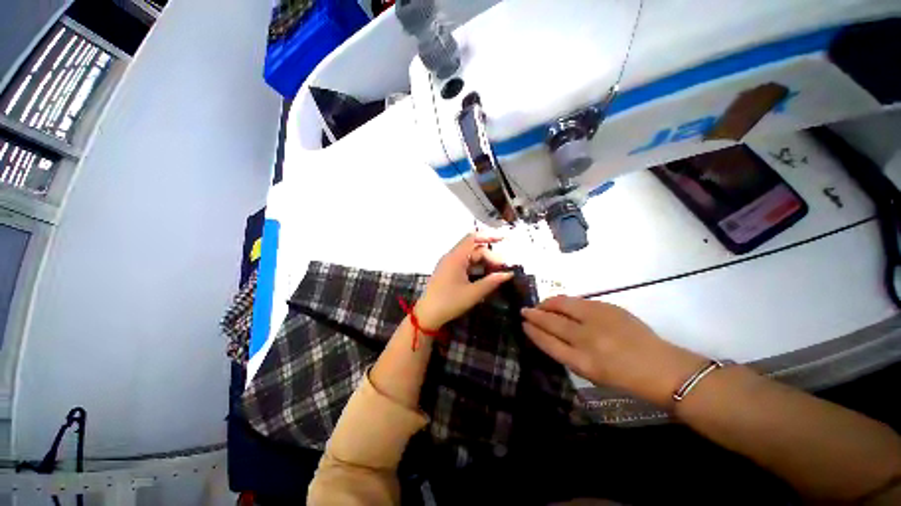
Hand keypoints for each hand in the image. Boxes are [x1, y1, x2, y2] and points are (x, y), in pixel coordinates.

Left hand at [416, 232, 514, 328]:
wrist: (427, 315)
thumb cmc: (450, 302)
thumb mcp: (473, 293)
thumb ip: (492, 282)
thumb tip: (508, 274)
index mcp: (455, 257)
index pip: (473, 238)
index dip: (489, 236)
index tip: (504, 240)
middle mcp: (451, 257)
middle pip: (473, 248)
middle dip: (489, 255)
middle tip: (502, 268)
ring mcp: (448, 264)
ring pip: (469, 257)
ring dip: (483, 262)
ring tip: (496, 272)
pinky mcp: (448, 271)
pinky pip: (464, 264)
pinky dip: (476, 267)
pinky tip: (484, 276)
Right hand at [521, 296, 706, 405]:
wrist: (661, 368)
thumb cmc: (624, 377)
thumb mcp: (590, 374)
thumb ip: (567, 354)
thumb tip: (549, 334)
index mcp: (582, 362)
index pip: (547, 342)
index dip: (533, 332)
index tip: (523, 324)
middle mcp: (586, 339)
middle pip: (551, 322)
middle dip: (534, 315)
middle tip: (524, 311)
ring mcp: (597, 320)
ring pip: (562, 305)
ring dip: (547, 304)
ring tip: (540, 305)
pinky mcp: (608, 308)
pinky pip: (578, 301)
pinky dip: (564, 301)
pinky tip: (560, 303)